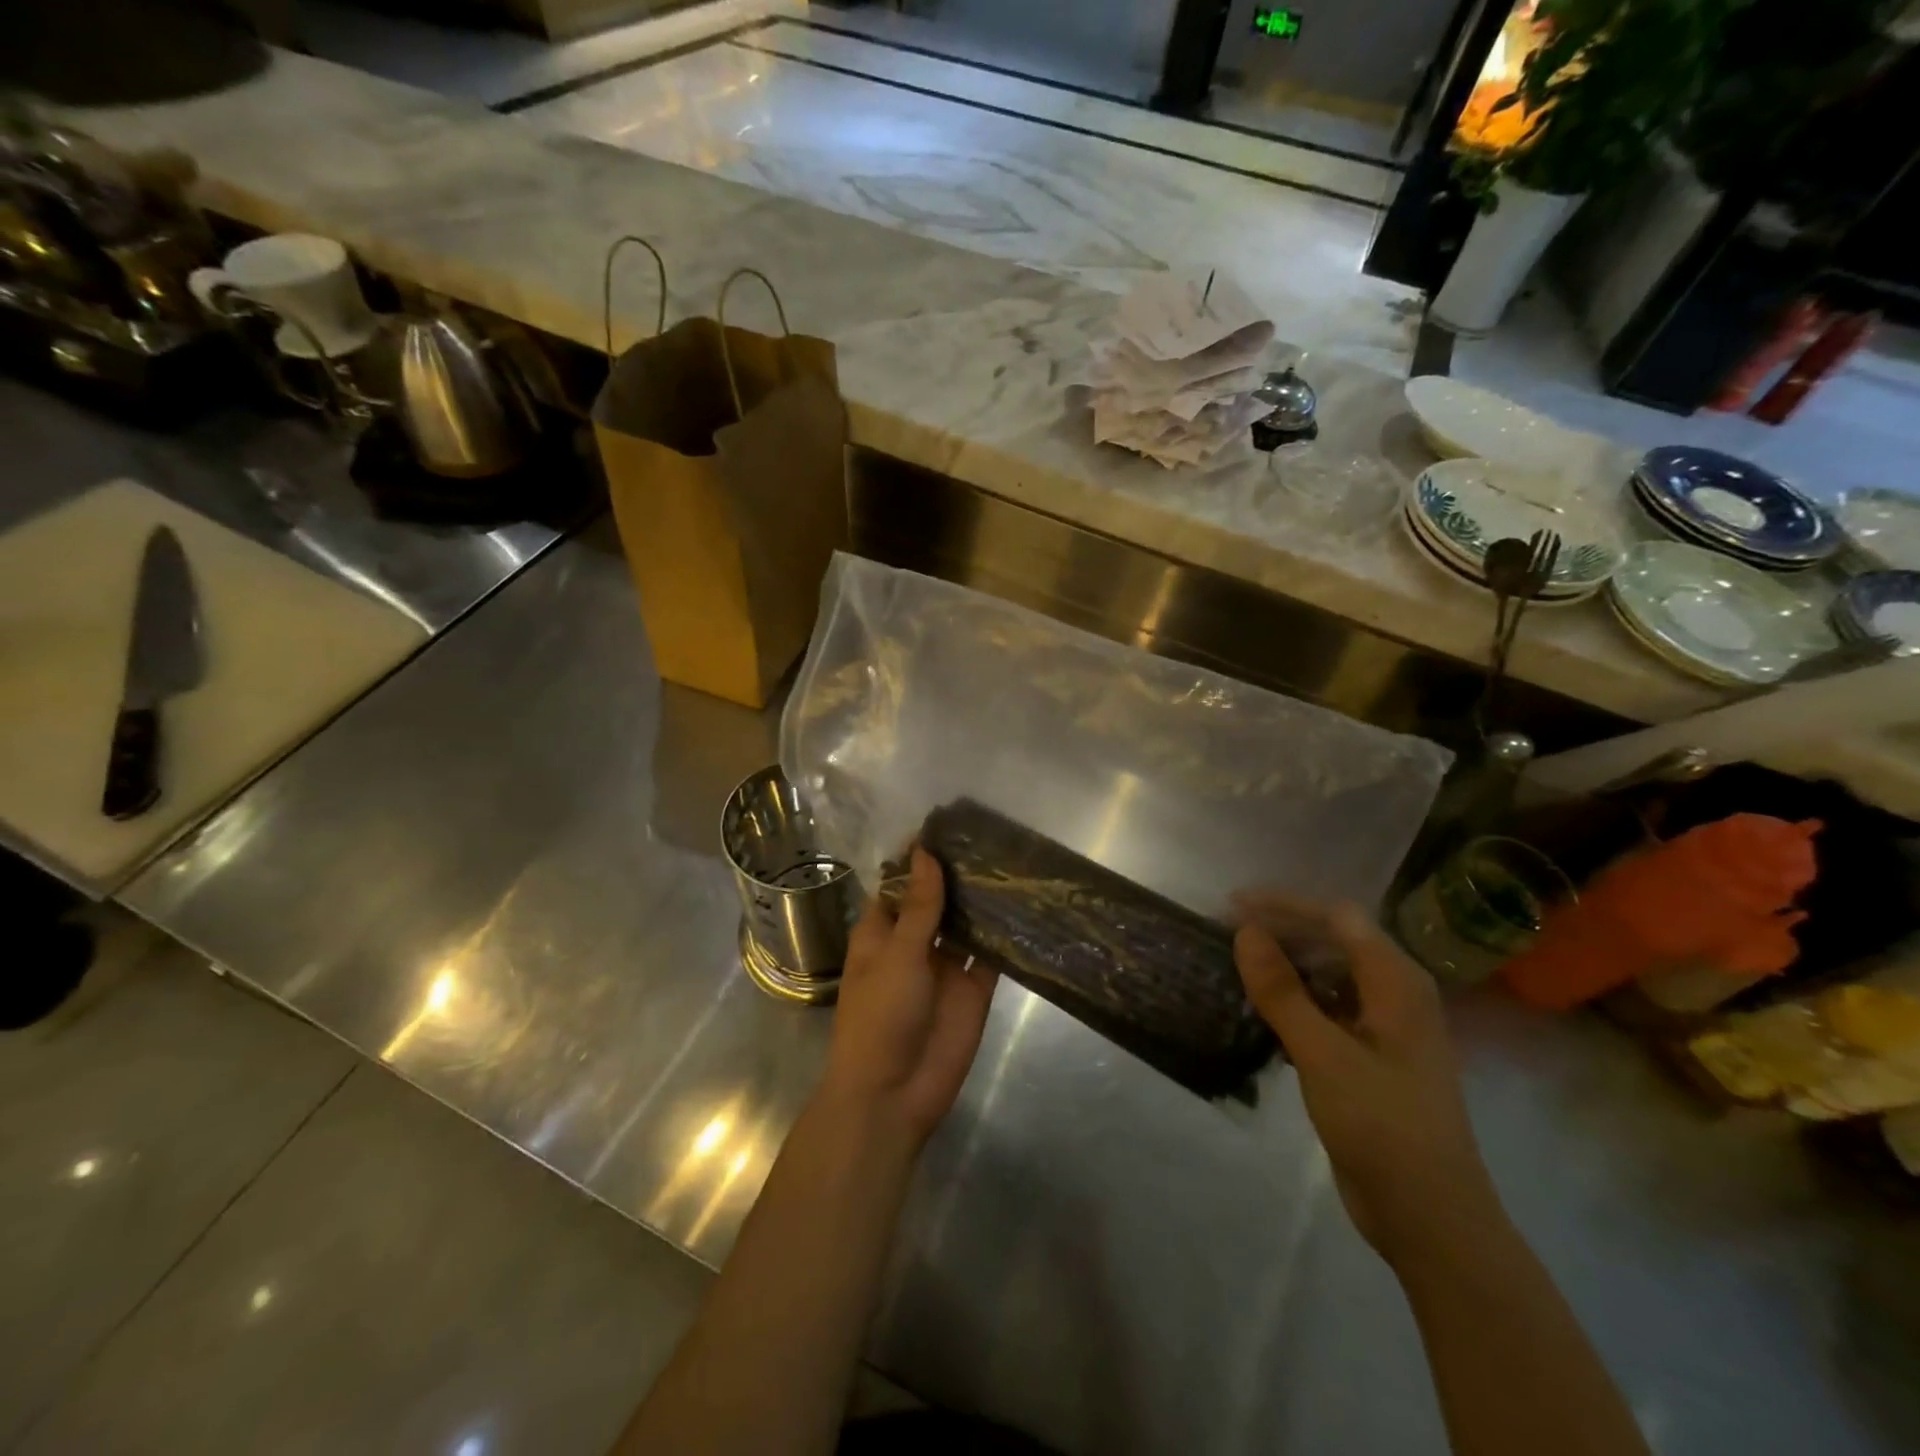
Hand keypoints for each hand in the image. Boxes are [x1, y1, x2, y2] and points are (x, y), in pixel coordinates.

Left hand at [819, 849, 999, 1147]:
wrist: (895, 1094)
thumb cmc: (880, 1016)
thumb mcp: (897, 955)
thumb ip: (919, 906)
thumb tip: (926, 852)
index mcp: (883, 931)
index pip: (902, 882)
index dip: (921, 857)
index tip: (949, 822)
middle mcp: (915, 942)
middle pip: (938, 899)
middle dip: (958, 872)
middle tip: (992, 833)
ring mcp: (946, 965)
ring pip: (966, 922)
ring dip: (983, 898)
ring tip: (1013, 858)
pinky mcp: (975, 987)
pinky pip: (991, 954)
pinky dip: (1005, 934)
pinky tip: (1027, 905)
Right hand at [1233, 894, 1498, 1264]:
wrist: (1430, 1217)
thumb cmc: (1382, 1126)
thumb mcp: (1323, 1054)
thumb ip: (1282, 991)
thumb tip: (1245, 932)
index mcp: (1397, 982)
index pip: (1337, 917)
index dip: (1284, 904)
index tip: (1233, 906)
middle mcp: (1395, 994)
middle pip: (1334, 941)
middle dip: (1282, 931)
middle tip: (1227, 934)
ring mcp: (1384, 1027)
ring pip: (1329, 975)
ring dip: (1285, 966)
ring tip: (1237, 965)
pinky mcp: (1369, 1056)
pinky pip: (1328, 1009)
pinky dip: (1294, 1001)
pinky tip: (1261, 1011)